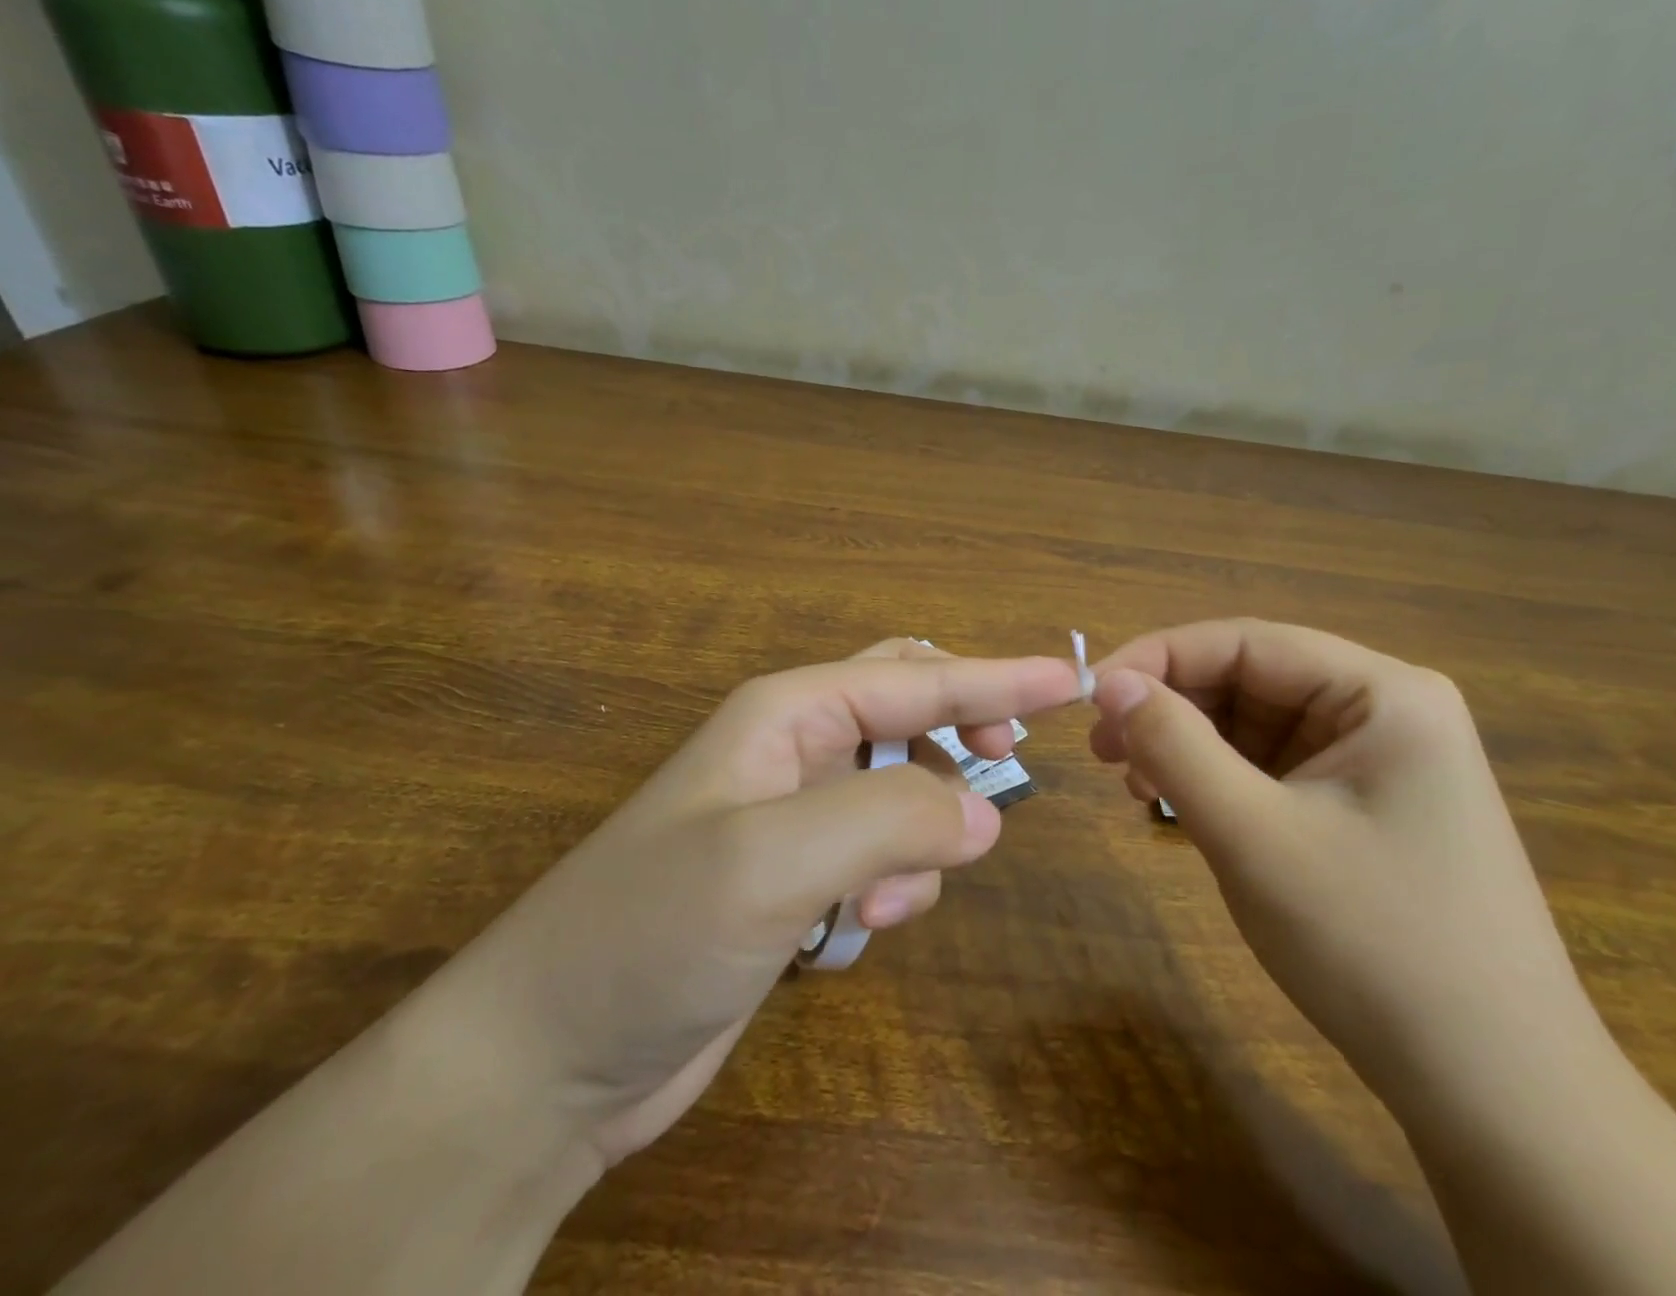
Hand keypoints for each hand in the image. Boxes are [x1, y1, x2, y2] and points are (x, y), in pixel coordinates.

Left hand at [422, 640, 1081, 1167]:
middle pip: (908, 711)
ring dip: (922, 833)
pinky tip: (862, 928)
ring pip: (904, 790)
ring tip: (893, 896)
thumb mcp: (775, 858)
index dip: (995, 678)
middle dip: (962, 731)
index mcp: (787, 713)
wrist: (546, 1058)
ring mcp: (794, 816)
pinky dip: (895, 883)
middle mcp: (794, 751)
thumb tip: (984, 817)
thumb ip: (892, 818)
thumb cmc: (651, 932)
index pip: (915, 677)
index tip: (1069, 682)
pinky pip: (881, 854)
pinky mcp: (796, 879)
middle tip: (1006, 766)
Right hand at [1090, 619, 1603, 1105]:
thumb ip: (1174, 745)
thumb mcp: (1254, 835)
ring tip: (1133, 784)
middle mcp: (1385, 711)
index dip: (1158, 658)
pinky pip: (1273, 769)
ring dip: (1188, 746)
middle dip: (1171, 708)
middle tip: (1101, 749)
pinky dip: (1218, 780)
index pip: (1246, 642)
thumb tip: (1108, 682)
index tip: (1089, 693)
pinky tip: (1179, 807)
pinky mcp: (1363, 807)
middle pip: (1251, 681)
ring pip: (1255, 726)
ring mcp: (1377, 762)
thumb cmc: (1374, 947)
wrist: (1495, 1095)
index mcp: (1383, 693)